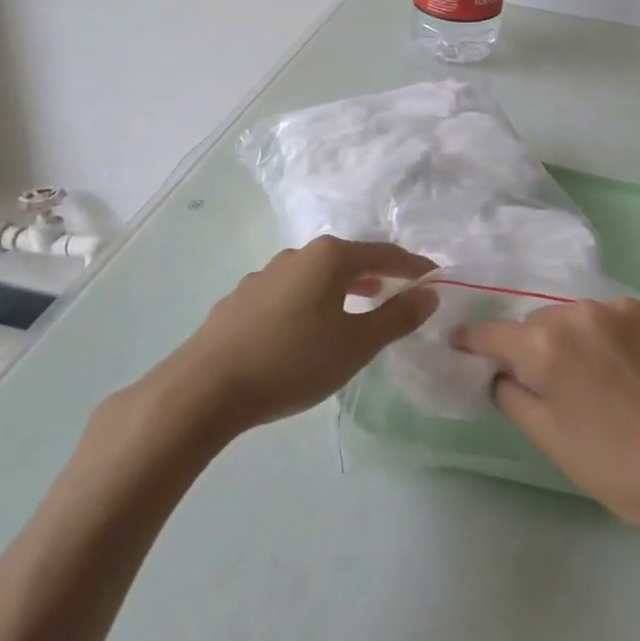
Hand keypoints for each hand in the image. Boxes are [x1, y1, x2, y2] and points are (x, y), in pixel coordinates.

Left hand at [172, 236, 436, 434]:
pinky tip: (307, 328)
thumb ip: (396, 317)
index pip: (384, 253)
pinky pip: (290, 291)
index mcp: (330, 257)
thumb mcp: (356, 345)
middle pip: (348, 258)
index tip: (435, 278)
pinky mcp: (242, 298)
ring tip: (357, 306)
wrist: (205, 387)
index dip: (413, 266)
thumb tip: (429, 294)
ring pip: (316, 274)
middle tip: (398, 292)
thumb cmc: (293, 361)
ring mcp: (265, 274)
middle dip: (377, 273)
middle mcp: (298, 255)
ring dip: (343, 287)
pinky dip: (311, 300)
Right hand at [453, 298, 639, 540]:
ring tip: (602, 378)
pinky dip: (618, 335)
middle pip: (541, 322)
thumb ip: (511, 393)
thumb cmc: (618, 470)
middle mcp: (582, 312)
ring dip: (580, 338)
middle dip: (539, 347)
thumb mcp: (549, 439)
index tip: (464, 344)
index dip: (475, 341)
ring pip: (582, 316)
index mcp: (547, 346)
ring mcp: (626, 307)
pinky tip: (635, 367)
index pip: (493, 332)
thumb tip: (499, 369)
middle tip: (556, 384)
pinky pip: (622, 315)